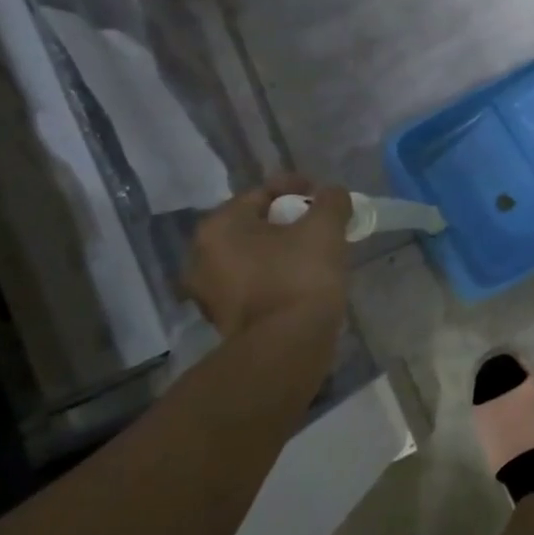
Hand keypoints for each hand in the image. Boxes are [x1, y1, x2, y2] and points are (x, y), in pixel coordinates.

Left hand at [185, 176, 351, 335]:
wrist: (288, 345)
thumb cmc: (301, 276)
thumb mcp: (325, 228)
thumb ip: (331, 201)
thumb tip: (332, 194)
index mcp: (219, 227)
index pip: (262, 193)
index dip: (298, 189)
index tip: (325, 198)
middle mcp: (201, 256)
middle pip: (255, 225)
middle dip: (289, 221)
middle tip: (321, 226)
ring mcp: (209, 291)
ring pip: (253, 256)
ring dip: (282, 250)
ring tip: (316, 253)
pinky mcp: (224, 319)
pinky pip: (254, 283)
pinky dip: (276, 275)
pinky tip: (302, 280)